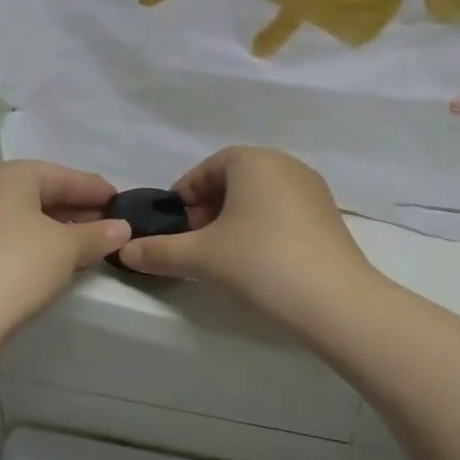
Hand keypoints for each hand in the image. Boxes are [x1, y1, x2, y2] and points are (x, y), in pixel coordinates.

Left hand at [0, 161, 129, 350]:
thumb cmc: (17, 267)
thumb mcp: (67, 248)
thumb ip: (97, 234)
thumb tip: (123, 228)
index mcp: (8, 177)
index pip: (62, 175)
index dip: (95, 189)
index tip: (122, 202)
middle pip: (42, 193)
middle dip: (78, 209)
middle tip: (111, 224)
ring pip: (27, 218)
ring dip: (60, 229)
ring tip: (91, 244)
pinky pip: (13, 238)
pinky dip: (40, 244)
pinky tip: (60, 260)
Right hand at [116, 147, 375, 324]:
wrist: (333, 299)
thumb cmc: (259, 261)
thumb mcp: (201, 256)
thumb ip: (160, 252)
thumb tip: (125, 252)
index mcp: (252, 160)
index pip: (208, 168)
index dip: (185, 194)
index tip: (174, 224)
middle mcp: (285, 164)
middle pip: (235, 180)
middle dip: (210, 207)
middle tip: (196, 240)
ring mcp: (312, 189)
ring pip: (261, 196)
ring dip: (236, 218)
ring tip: (224, 254)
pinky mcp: (329, 216)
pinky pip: (284, 211)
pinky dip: (263, 227)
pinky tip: (258, 261)